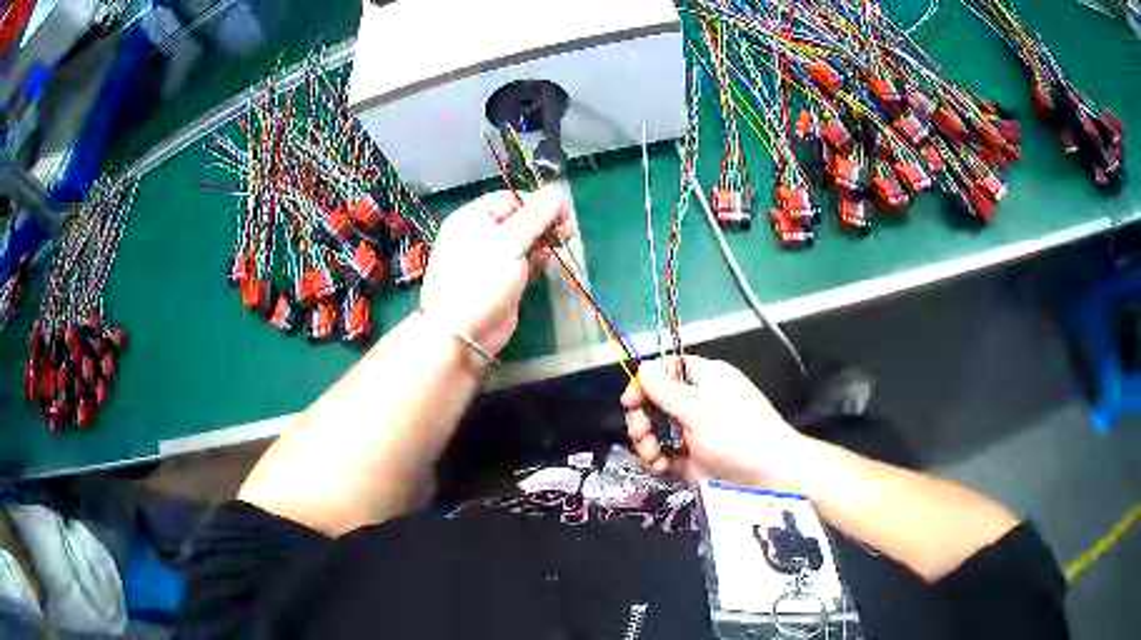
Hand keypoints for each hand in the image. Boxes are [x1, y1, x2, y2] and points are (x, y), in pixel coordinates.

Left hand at [419, 188, 568, 355]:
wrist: (463, 333)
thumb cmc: (480, 280)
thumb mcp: (509, 243)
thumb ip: (535, 216)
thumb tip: (558, 192)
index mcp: (473, 217)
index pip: (512, 199)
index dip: (539, 203)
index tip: (564, 213)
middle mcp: (480, 234)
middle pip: (520, 219)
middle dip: (544, 223)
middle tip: (568, 232)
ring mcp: (492, 258)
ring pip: (524, 240)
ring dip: (544, 242)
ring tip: (561, 247)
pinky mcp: (503, 279)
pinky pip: (524, 261)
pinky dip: (537, 260)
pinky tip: (547, 263)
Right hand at [621, 356, 809, 487]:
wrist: (769, 475)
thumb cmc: (736, 434)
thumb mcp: (697, 409)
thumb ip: (666, 389)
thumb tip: (642, 366)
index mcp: (705, 379)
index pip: (666, 371)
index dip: (645, 384)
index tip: (630, 403)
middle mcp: (699, 402)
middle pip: (657, 403)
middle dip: (643, 418)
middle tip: (641, 434)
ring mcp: (697, 432)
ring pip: (659, 431)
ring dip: (648, 442)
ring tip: (653, 456)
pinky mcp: (696, 458)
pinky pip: (668, 454)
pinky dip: (660, 460)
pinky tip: (661, 467)